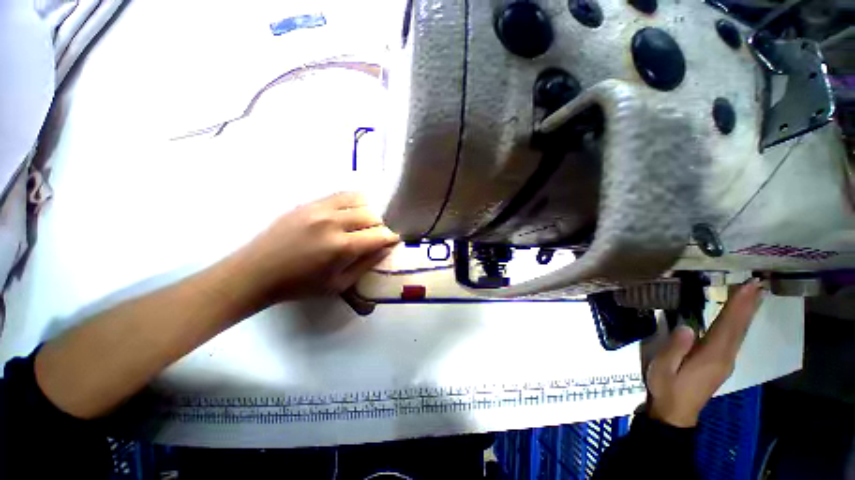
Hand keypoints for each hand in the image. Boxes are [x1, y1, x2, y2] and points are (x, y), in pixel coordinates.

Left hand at [234, 192, 398, 304]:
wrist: (256, 272)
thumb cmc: (300, 285)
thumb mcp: (339, 284)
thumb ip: (366, 264)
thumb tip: (385, 248)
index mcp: (342, 247)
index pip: (379, 235)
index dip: (391, 237)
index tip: (394, 240)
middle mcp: (334, 222)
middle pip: (371, 215)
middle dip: (380, 226)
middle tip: (377, 235)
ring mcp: (319, 209)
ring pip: (358, 200)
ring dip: (368, 211)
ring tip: (365, 222)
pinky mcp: (308, 203)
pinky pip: (340, 195)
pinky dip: (353, 201)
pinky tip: (351, 211)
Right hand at [646, 281, 762, 426]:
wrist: (676, 413)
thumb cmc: (666, 387)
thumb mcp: (663, 368)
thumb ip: (675, 348)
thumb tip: (687, 327)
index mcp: (711, 356)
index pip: (727, 326)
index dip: (738, 306)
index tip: (748, 287)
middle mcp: (725, 357)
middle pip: (739, 328)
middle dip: (748, 305)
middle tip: (757, 284)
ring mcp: (725, 361)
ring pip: (740, 333)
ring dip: (747, 312)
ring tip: (753, 295)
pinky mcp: (722, 363)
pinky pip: (735, 339)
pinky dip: (740, 324)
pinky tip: (740, 317)